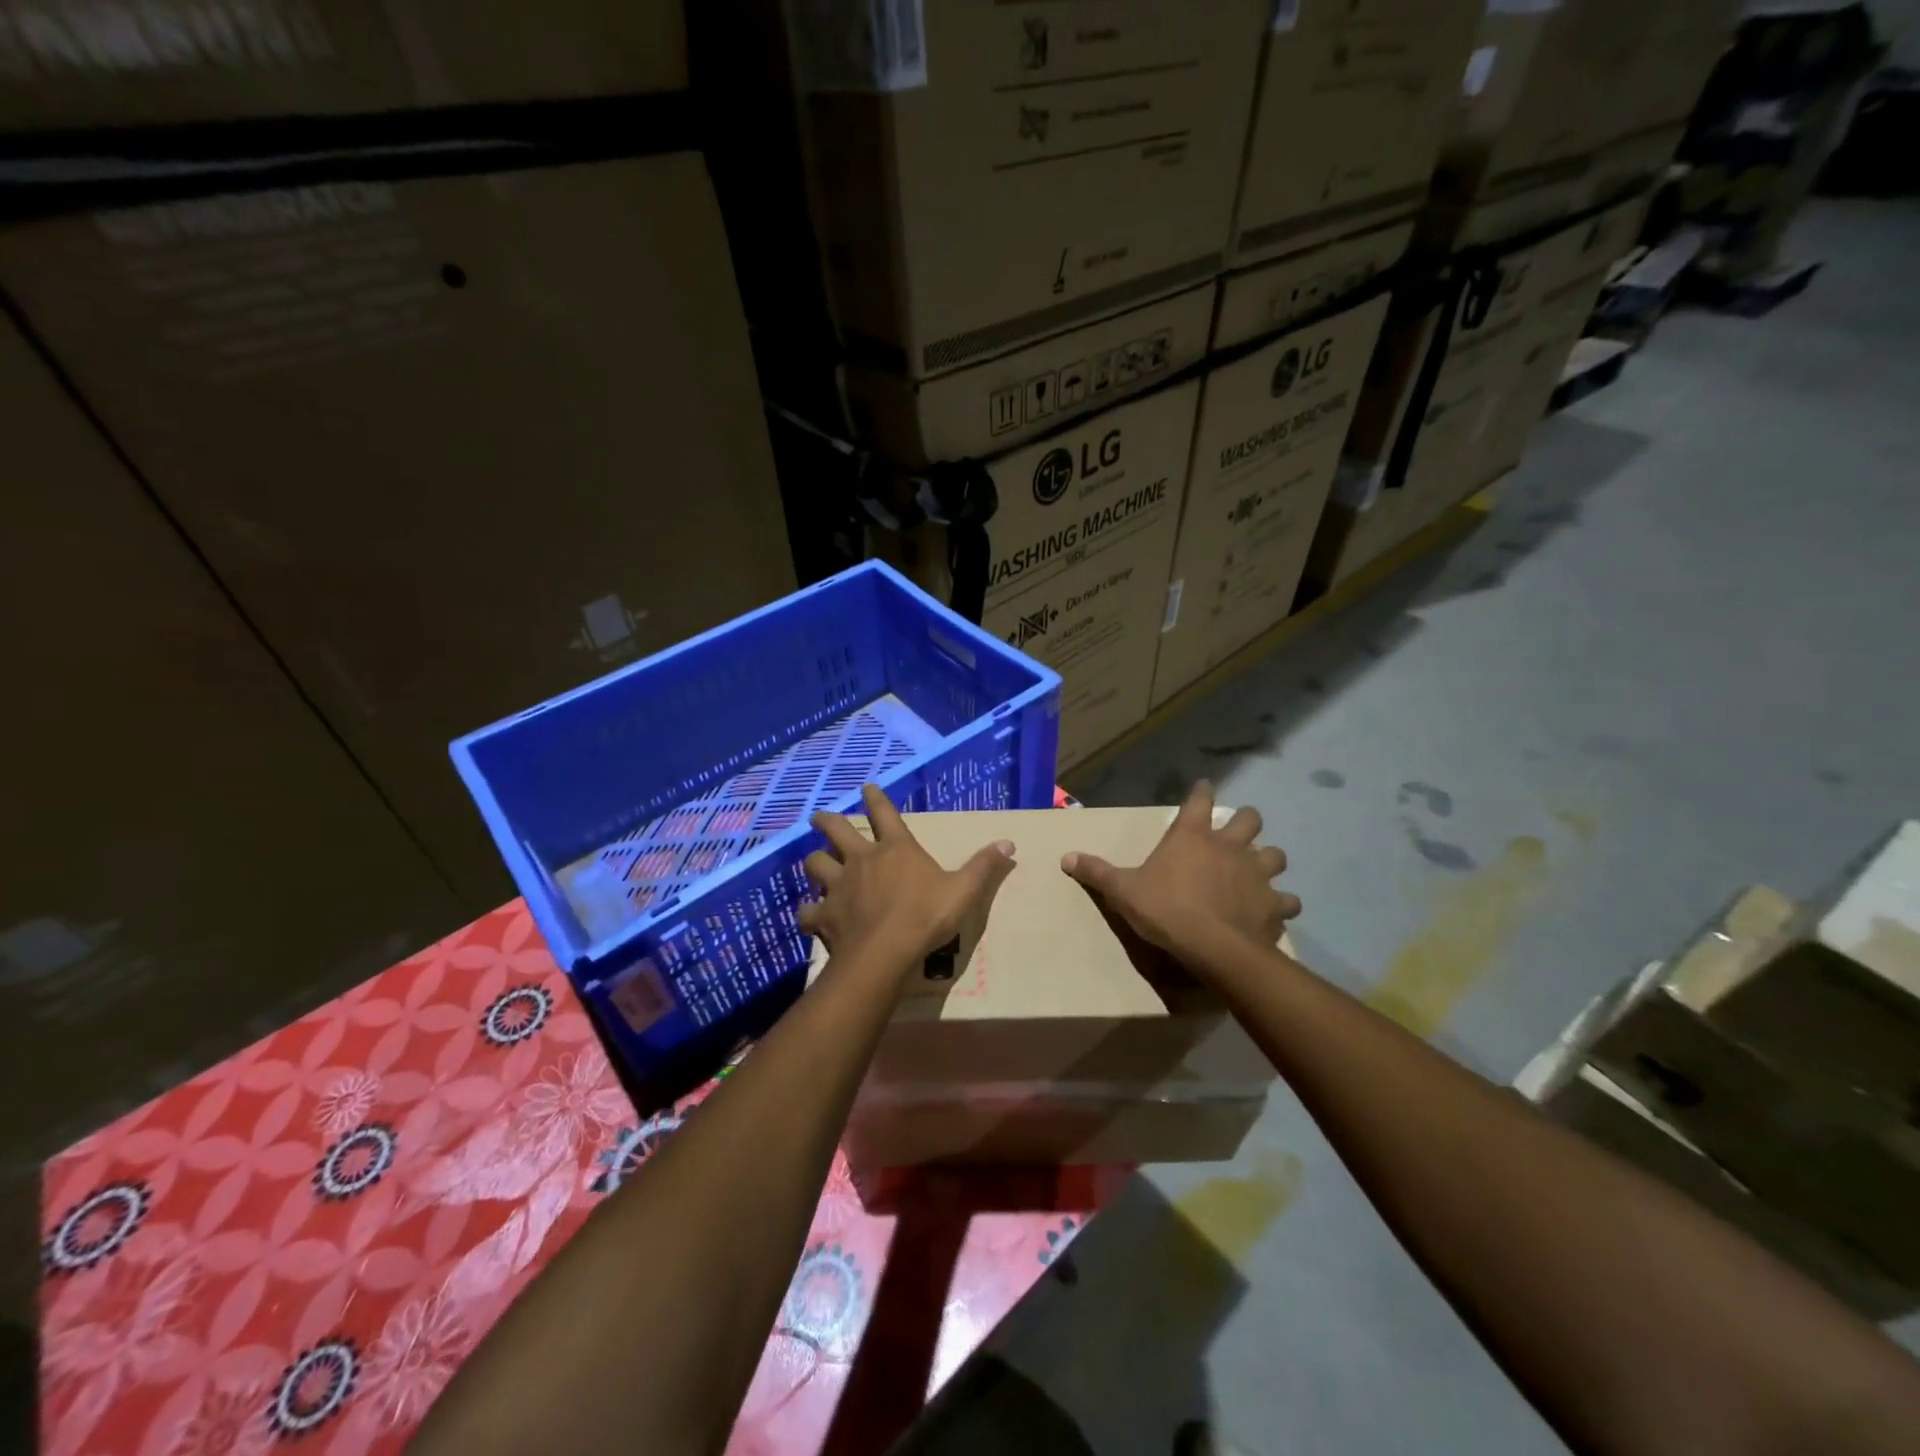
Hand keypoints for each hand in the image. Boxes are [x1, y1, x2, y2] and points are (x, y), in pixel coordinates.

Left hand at [798, 784, 1015, 973]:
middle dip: (826, 821)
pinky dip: (808, 912)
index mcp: (895, 849)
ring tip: (814, 863)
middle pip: (836, 830)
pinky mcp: (824, 915)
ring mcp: (838, 886)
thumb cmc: (926, 917)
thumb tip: (1008, 843)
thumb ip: (983, 866)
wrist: (885, 953)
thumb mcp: (964, 890)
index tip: (866, 787)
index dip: (875, 798)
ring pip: (815, 864)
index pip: (884, 813)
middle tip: (818, 817)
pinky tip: (810, 916)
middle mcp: (862, 860)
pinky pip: (808, 911)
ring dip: (814, 862)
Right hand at [1062, 781, 1299, 974]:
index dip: (1201, 792)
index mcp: (1191, 836)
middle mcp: (1229, 846)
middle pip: (1249, 818)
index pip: (1199, 800)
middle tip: (1237, 833)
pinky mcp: (1273, 903)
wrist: (1211, 945)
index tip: (1203, 786)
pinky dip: (1282, 903)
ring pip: (1275, 855)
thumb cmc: (1164, 909)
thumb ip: (1097, 872)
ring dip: (1268, 860)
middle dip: (1246, 821)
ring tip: (1260, 871)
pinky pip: (1287, 899)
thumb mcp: (1123, 891)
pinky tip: (1275, 910)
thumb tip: (1065, 857)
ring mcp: (1256, 873)